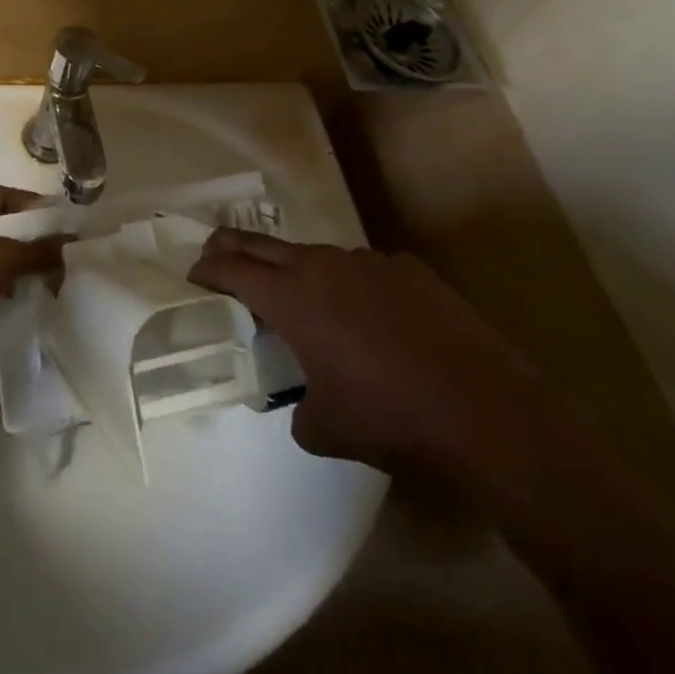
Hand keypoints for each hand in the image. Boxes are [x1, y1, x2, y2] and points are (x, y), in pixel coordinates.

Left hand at [0, 187, 63, 370]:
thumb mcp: (2, 258)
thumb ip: (38, 251)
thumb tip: (68, 245)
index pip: (3, 196)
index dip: (31, 202)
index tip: (58, 216)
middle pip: (4, 230)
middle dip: (33, 240)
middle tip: (63, 251)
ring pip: (0, 262)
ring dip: (23, 270)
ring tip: (54, 279)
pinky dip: (10, 295)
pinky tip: (33, 303)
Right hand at [191, 229, 544, 474]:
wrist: (481, 407)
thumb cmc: (389, 416)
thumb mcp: (325, 429)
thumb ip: (298, 411)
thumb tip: (302, 407)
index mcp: (292, 298)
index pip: (233, 269)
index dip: (207, 269)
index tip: (193, 273)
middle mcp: (324, 266)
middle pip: (264, 245)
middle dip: (233, 247)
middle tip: (216, 253)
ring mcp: (369, 262)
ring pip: (318, 256)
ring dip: (299, 271)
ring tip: (304, 301)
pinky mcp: (409, 269)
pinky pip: (365, 271)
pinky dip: (353, 286)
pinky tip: (373, 319)